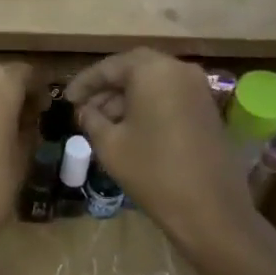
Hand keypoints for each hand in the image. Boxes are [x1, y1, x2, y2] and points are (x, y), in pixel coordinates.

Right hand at [66, 49, 253, 243]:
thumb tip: (85, 109)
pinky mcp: (207, 109)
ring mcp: (198, 89)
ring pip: (153, 83)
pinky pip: (170, 96)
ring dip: (127, 98)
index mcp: (153, 71)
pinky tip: (131, 130)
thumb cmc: (152, 171)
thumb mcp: (110, 145)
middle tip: (84, 108)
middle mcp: (179, 70)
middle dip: (107, 88)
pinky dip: (148, 106)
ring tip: (103, 123)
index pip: (110, 66)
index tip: (66, 99)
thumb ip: (92, 119)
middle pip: (134, 70)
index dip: (84, 82)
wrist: (209, 208)